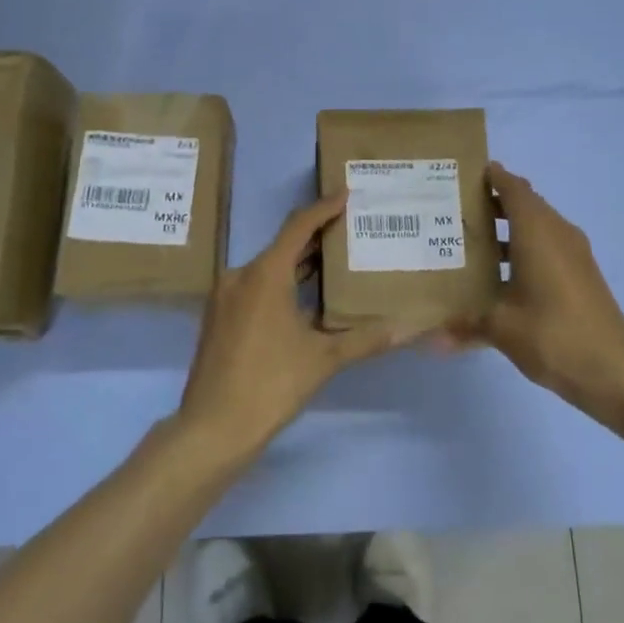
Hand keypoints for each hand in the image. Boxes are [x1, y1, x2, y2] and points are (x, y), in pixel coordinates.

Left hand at [177, 193, 409, 457]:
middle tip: (352, 231)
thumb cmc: (270, 385)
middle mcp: (240, 276)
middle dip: (317, 238)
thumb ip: (367, 339)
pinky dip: (282, 284)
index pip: (299, 227)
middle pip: (283, 246)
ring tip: (336, 262)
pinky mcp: (219, 317)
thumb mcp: (324, 360)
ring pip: (268, 268)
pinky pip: (255, 287)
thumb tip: (411, 328)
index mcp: (264, 274)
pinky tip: (306, 299)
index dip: (324, 208)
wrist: (213, 428)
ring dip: (300, 264)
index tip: (348, 194)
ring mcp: (225, 297)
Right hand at [447, 163, 623, 417]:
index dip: (493, 177)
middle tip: (458, 208)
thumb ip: (464, 326)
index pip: (514, 189)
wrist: (612, 371)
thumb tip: (430, 340)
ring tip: (473, 239)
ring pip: (539, 226)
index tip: (466, 174)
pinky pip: (549, 246)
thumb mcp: (502, 329)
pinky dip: (526, 247)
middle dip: (496, 202)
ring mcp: (575, 255)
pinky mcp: (582, 275)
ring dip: (511, 227)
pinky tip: (502, 273)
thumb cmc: (552, 336)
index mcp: (538, 234)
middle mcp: (559, 234)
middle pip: (527, 204)